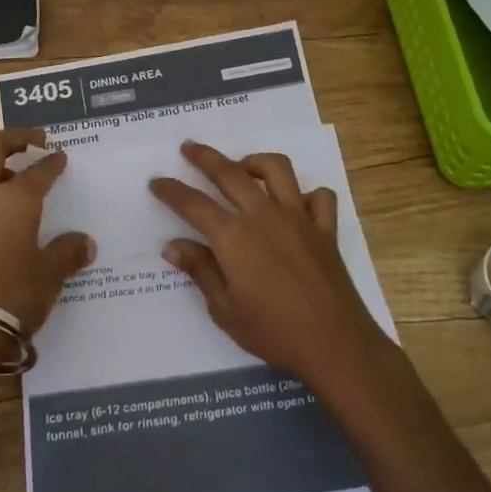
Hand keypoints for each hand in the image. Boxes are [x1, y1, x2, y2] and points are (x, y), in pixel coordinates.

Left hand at [0, 128, 94, 337]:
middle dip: (12, 140)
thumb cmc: (14, 295)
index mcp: (13, 199)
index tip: (60, 156)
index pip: (37, 170)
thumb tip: (84, 243)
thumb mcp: (50, 273)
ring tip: (14, 180)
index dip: (51, 162)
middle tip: (33, 142)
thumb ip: (68, 251)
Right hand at [150, 141, 392, 392]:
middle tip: (188, 147)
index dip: (172, 191)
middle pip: (230, 173)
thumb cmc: (273, 332)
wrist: (334, 344)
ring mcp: (299, 218)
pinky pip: (319, 197)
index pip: (194, 204)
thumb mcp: (225, 309)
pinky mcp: (325, 229)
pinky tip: (295, 205)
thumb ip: (200, 271)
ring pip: (277, 170)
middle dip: (205, 158)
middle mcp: (265, 216)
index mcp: (234, 237)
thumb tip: (173, 245)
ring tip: (242, 168)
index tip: (156, 182)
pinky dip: (307, 194)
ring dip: (255, 162)